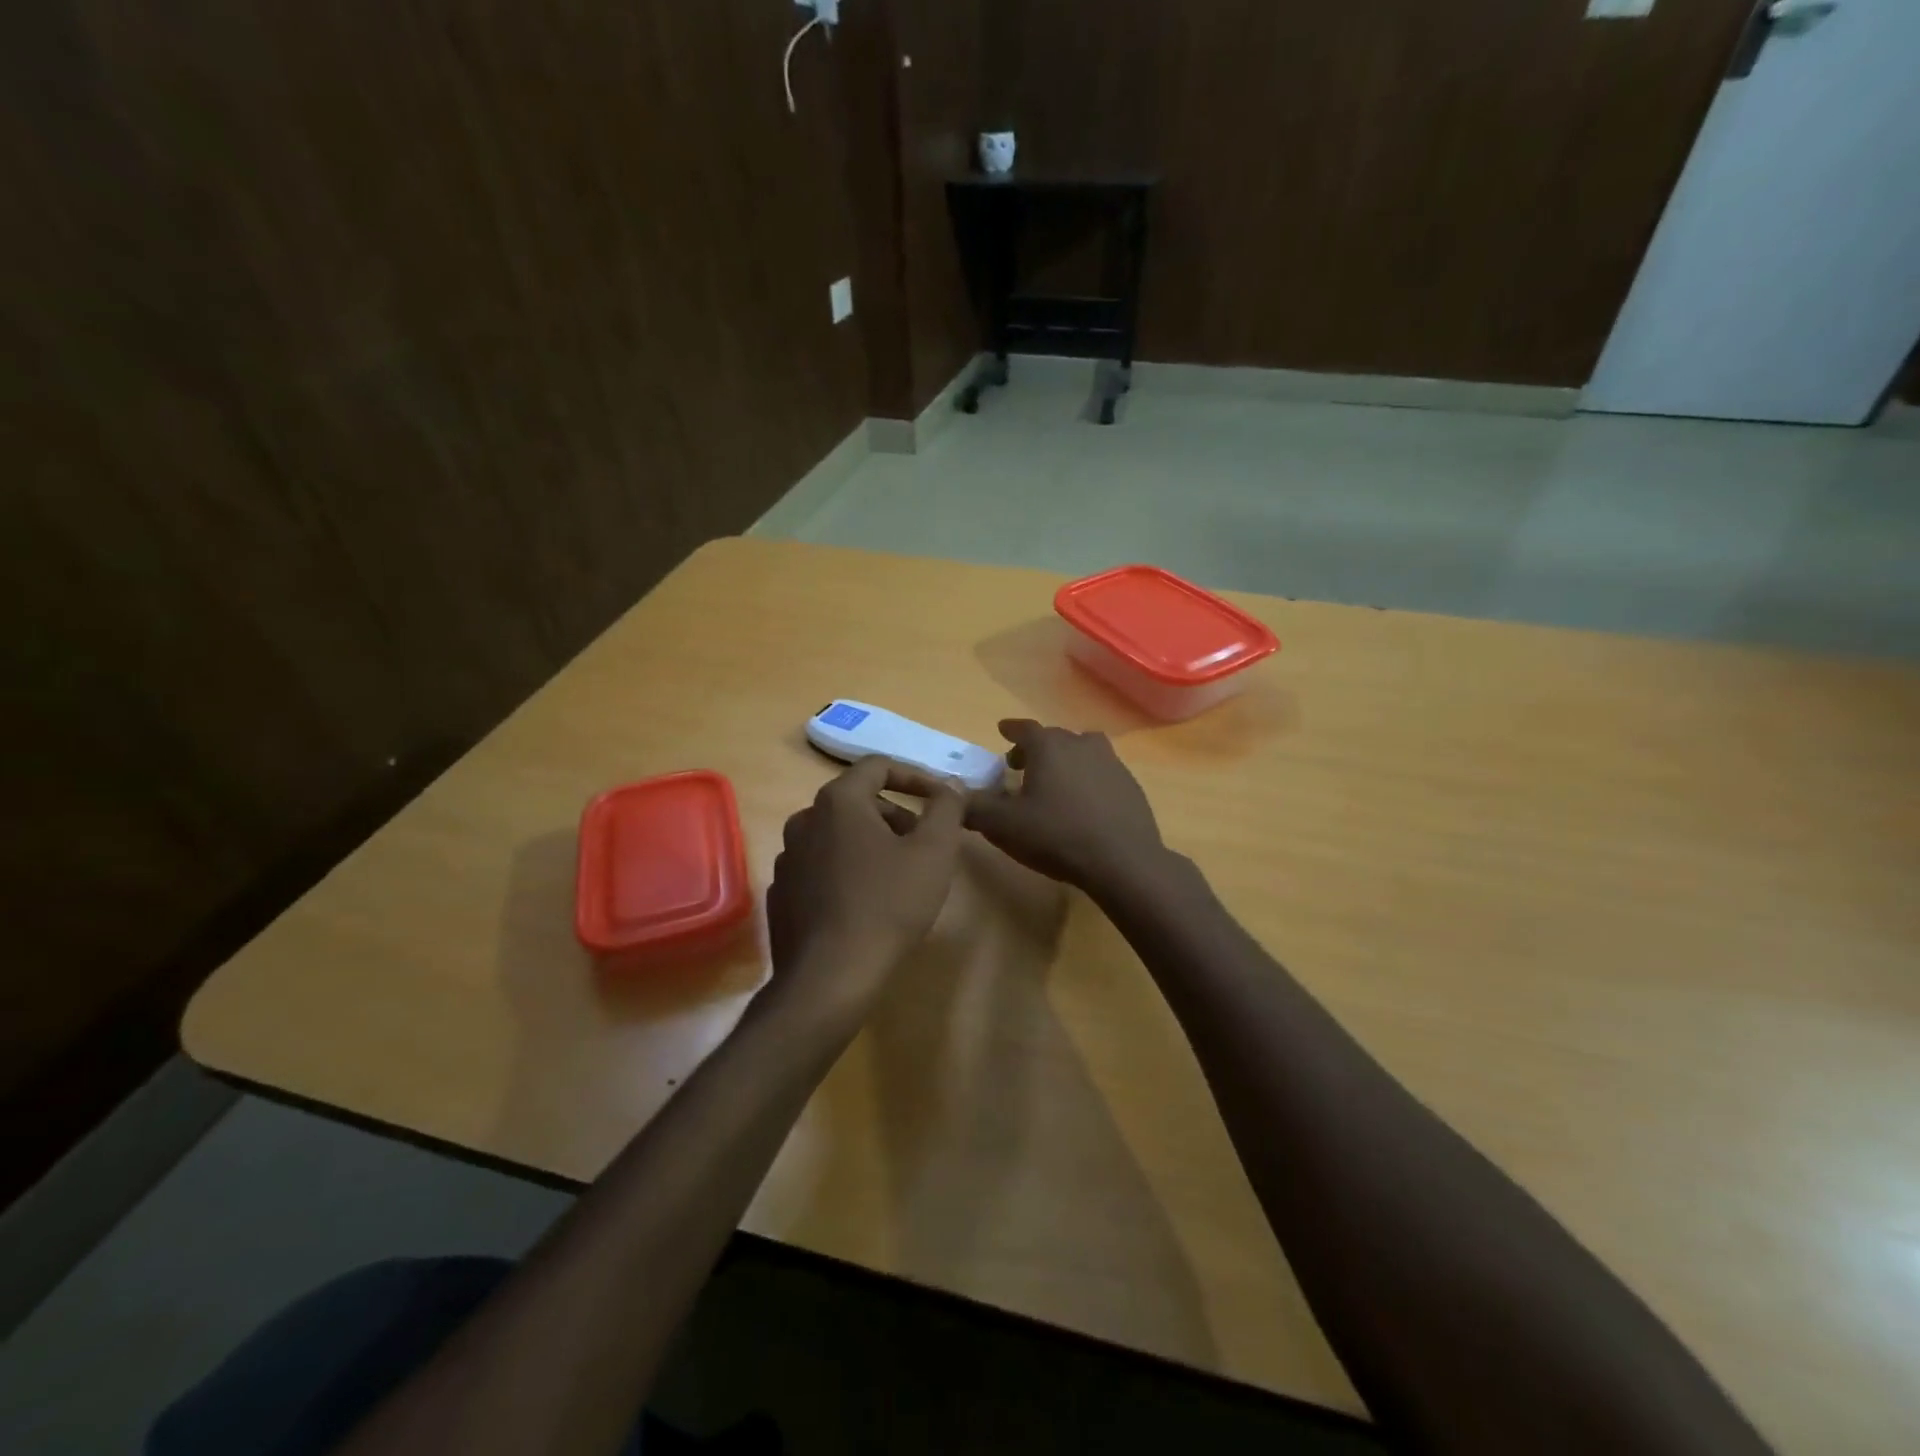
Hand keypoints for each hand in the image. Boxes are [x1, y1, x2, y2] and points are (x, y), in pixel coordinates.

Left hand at [766, 757, 964, 1006]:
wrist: (829, 977)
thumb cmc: (887, 905)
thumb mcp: (934, 852)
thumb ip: (946, 808)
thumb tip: (950, 785)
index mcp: (838, 802)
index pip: (878, 766)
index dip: (915, 776)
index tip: (941, 798)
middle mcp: (804, 820)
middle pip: (857, 801)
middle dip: (897, 814)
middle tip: (926, 842)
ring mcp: (788, 858)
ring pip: (838, 835)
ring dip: (873, 842)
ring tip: (901, 873)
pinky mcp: (782, 893)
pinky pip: (822, 866)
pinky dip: (848, 869)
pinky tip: (868, 901)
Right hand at [964, 720, 1166, 894]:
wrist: (1122, 861)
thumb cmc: (1056, 836)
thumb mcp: (1003, 826)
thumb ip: (973, 807)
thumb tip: (951, 794)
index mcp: (1048, 746)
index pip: (1024, 728)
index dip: (1010, 730)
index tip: (1002, 731)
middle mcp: (1080, 744)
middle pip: (1053, 738)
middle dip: (1035, 748)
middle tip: (1020, 766)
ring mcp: (1111, 762)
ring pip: (1082, 751)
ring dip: (1065, 760)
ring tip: (1054, 782)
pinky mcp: (1130, 785)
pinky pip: (1101, 773)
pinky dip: (1088, 780)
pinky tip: (1083, 805)